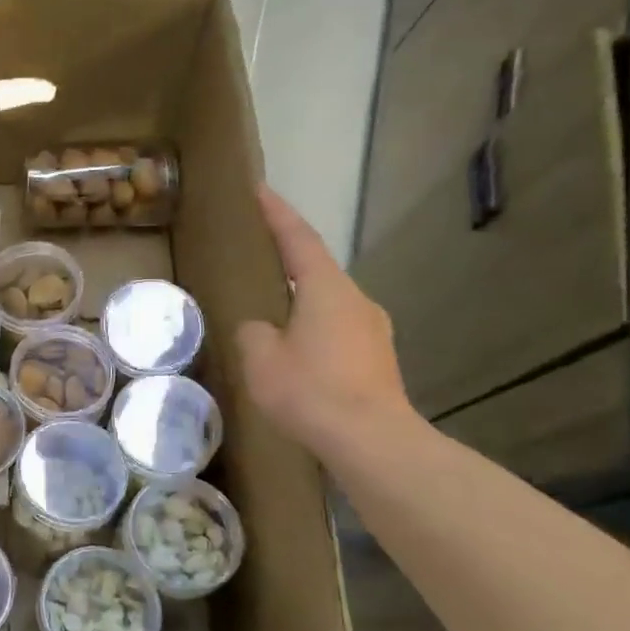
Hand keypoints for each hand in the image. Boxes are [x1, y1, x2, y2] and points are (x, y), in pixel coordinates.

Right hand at [236, 186, 413, 451]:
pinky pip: (338, 330)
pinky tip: (298, 353)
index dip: (277, 213)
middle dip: (289, 260)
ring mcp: (373, 329)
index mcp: (326, 288)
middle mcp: (355, 299)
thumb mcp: (260, 359)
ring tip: (274, 313)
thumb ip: (252, 332)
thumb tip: (260, 328)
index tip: (260, 190)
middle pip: (318, 269)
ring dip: (302, 300)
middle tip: (260, 256)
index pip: (298, 239)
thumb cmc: (310, 390)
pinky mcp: (377, 358)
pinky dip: (314, 328)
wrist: (372, 440)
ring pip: (329, 302)